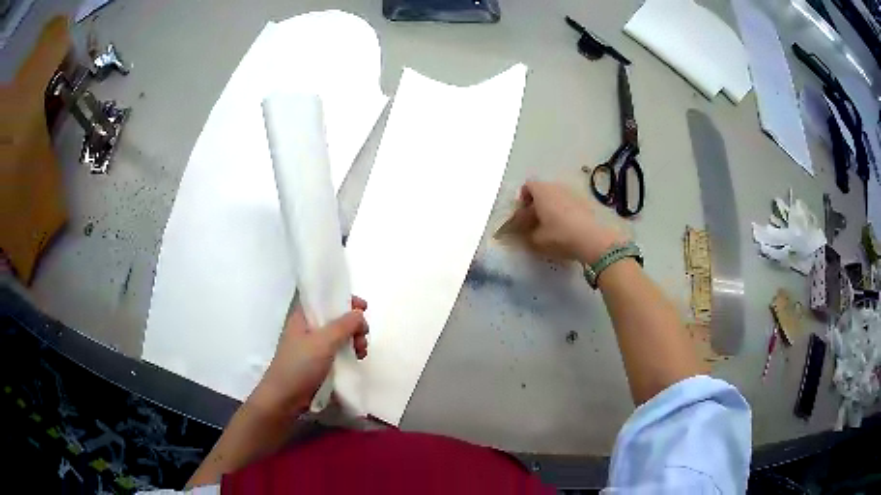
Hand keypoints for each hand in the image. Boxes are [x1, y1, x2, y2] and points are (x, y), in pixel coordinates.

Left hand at [252, 297, 368, 415]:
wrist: (284, 398)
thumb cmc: (300, 366)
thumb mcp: (323, 342)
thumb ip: (344, 325)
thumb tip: (359, 314)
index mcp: (303, 316)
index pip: (325, 298)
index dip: (344, 299)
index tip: (364, 308)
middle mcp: (307, 327)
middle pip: (335, 317)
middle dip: (354, 325)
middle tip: (363, 338)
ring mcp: (312, 346)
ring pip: (338, 336)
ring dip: (353, 340)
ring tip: (361, 354)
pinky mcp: (317, 362)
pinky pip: (337, 351)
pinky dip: (348, 353)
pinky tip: (355, 361)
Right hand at [511, 181, 624, 264]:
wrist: (592, 239)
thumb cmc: (559, 235)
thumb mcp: (536, 240)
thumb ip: (526, 234)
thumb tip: (524, 232)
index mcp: (541, 191)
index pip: (527, 186)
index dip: (523, 200)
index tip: (523, 215)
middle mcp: (556, 187)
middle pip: (542, 190)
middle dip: (537, 204)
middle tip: (535, 222)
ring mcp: (573, 193)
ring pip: (557, 197)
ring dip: (552, 208)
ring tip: (551, 227)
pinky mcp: (585, 202)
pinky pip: (569, 203)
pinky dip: (565, 212)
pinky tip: (566, 228)